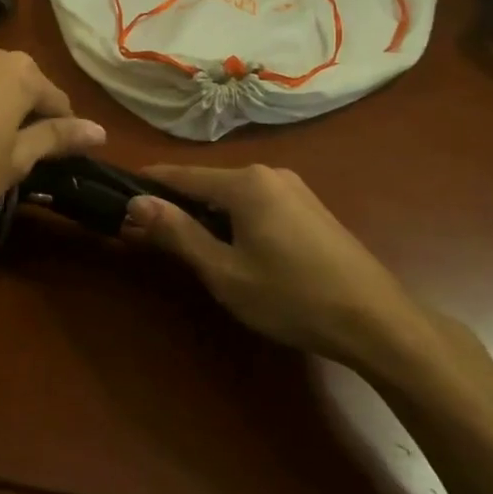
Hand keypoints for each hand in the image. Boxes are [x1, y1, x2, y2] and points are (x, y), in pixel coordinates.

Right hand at [124, 164, 439, 380]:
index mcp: (244, 182)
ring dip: (203, 216)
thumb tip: (135, 202)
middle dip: (174, 206)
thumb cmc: (291, 296)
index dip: (146, 187)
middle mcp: (268, 173)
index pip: (179, 175)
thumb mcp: (224, 271)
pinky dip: (232, 220)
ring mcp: (293, 189)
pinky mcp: (309, 208)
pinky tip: (229, 249)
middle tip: (146, 236)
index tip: (116, 201)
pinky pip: (255, 204)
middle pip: (205, 183)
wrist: (376, 320)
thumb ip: (178, 233)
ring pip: (231, 195)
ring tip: (182, 246)